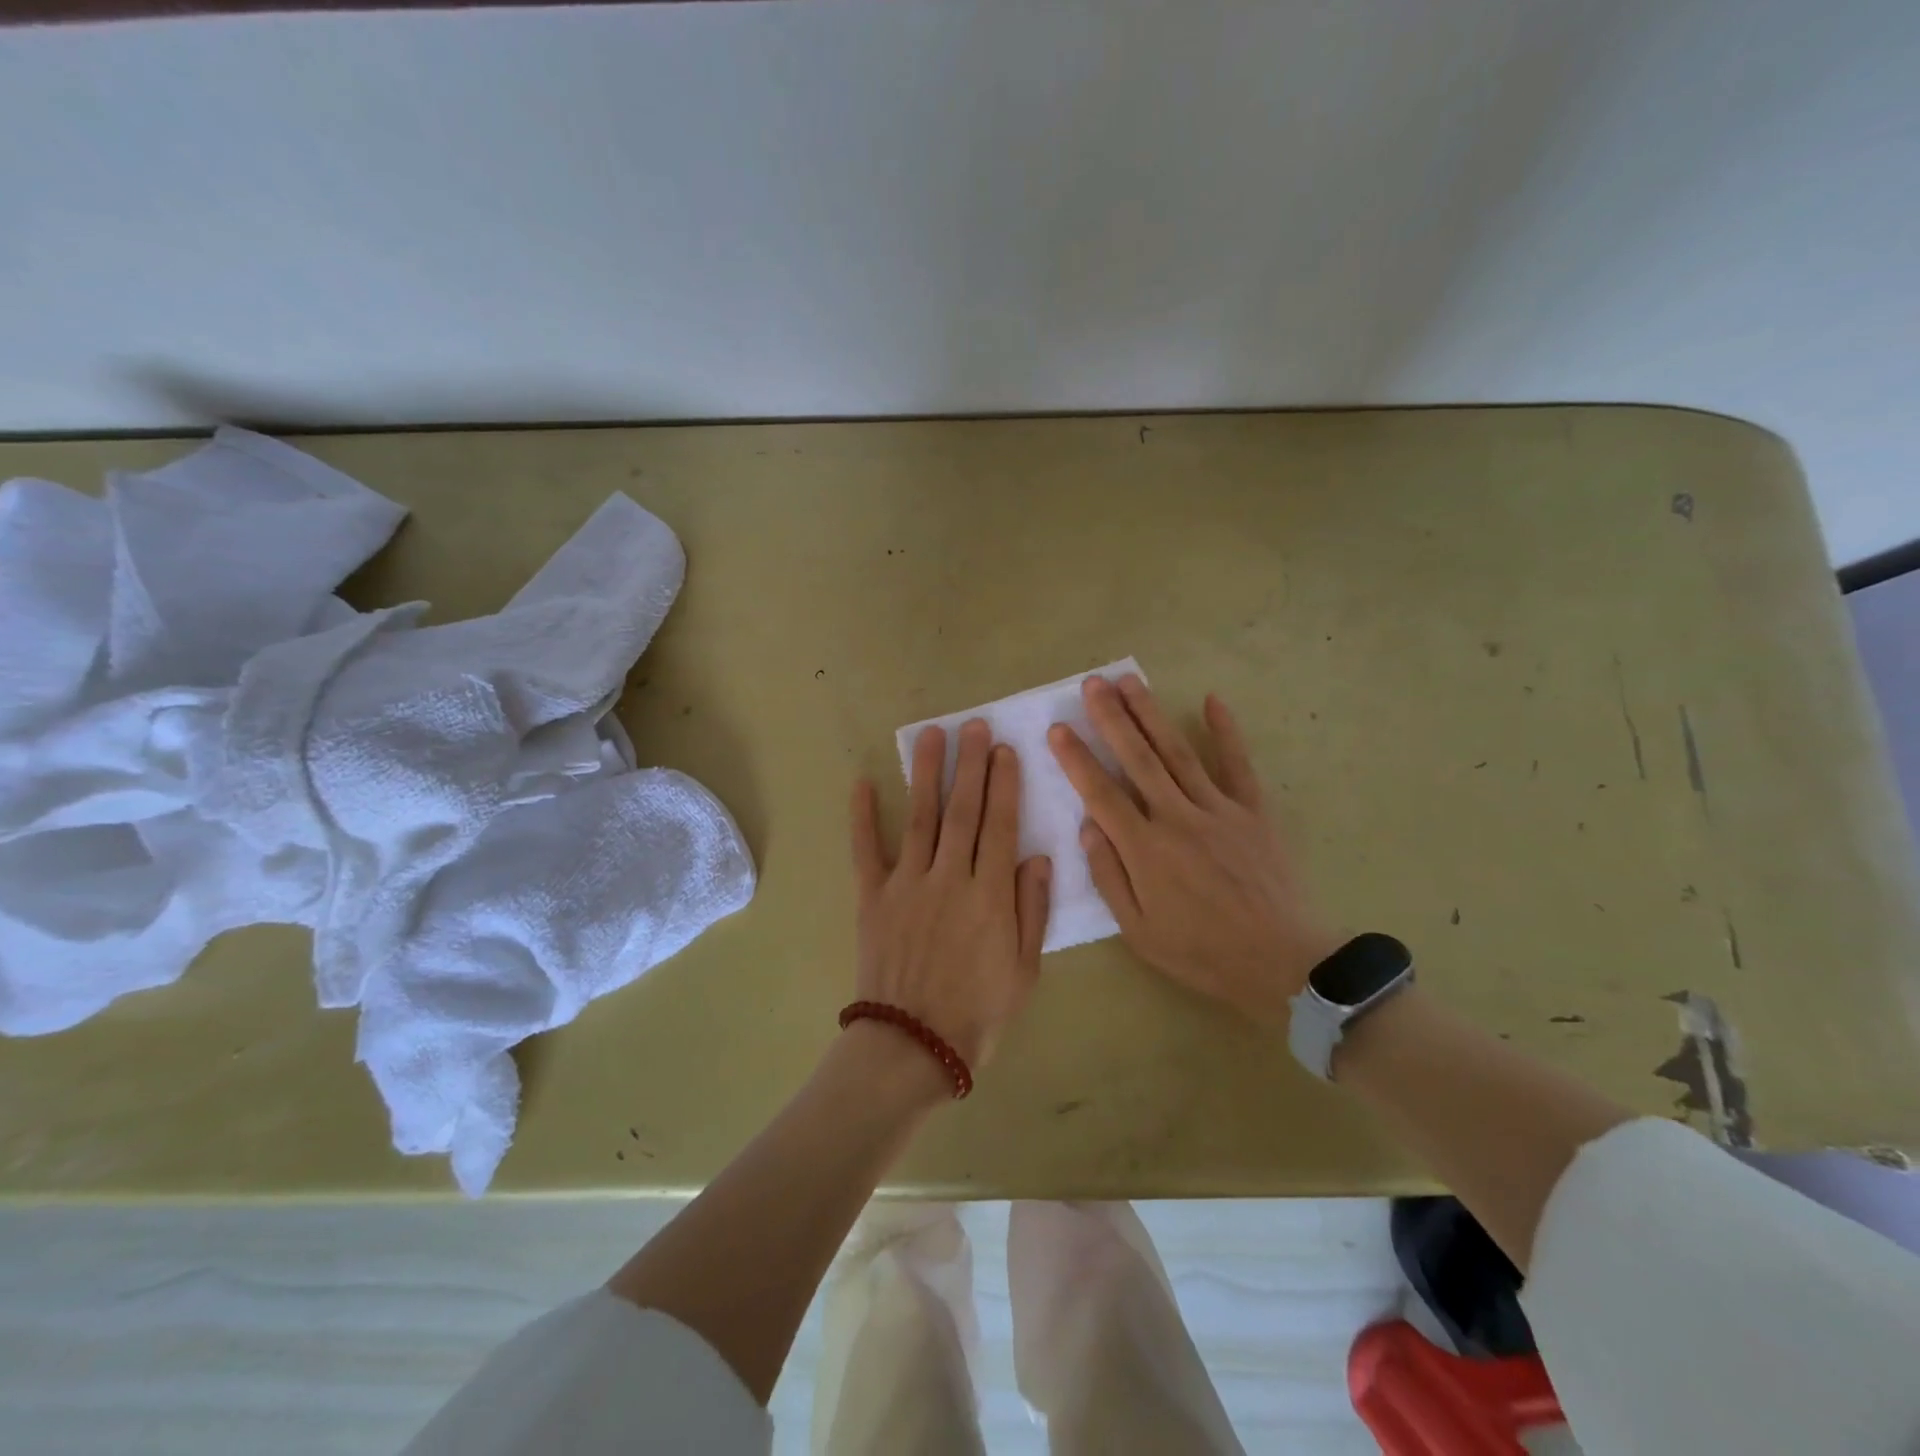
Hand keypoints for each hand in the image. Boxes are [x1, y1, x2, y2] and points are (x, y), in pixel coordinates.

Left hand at [850, 720, 1052, 1072]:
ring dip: (926, 774)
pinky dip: (862, 816)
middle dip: (970, 764)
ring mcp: (906, 885)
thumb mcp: (1024, 969)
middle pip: (962, 810)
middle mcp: (948, 878)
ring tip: (930, 734)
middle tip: (973, 725)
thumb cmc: (979, 1012)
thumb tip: (1037, 855)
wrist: (914, 1046)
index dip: (1003, 785)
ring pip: (920, 818)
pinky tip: (862, 782)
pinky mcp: (872, 898)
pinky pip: (865, 850)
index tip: (1005, 750)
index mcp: (989, 894)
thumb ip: (1031, 908)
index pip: (999, 826)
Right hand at [1047, 675, 1336, 1026]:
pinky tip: (1211, 700)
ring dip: (1151, 714)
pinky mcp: (1253, 811)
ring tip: (1130, 681)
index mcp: (1146, 849)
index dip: (1077, 759)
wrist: (1281, 962)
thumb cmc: (1201, 952)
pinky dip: (1225, 731)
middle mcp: (1178, 818)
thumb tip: (1088, 826)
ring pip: (1177, 752)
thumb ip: (1109, 875)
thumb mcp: (1139, 930)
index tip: (1058, 729)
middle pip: (1138, 759)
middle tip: (1093, 683)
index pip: (1101, 793)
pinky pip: (1237, 764)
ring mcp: (1219, 809)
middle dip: (1111, 718)